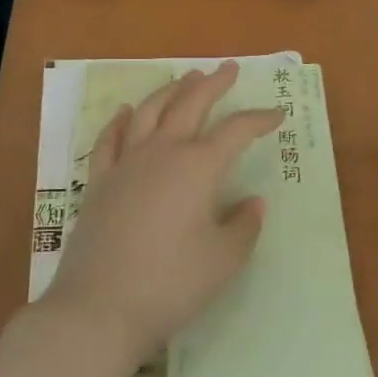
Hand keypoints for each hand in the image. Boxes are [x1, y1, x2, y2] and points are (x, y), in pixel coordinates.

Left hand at [43, 63, 282, 365]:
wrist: (99, 308)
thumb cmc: (172, 283)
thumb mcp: (224, 260)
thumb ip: (244, 226)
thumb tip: (253, 202)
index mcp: (197, 167)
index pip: (235, 131)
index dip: (259, 119)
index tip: (277, 113)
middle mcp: (161, 154)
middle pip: (189, 105)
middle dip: (213, 84)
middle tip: (228, 68)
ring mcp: (126, 165)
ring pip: (150, 112)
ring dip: (171, 91)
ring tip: (185, 78)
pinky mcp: (99, 184)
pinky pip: (110, 140)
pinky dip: (121, 120)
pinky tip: (127, 112)